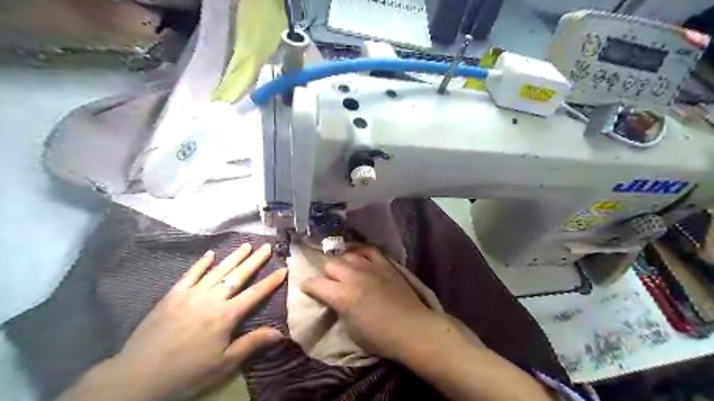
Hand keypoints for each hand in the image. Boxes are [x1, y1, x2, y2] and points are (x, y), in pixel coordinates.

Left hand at [108, 243, 285, 398]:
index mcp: (226, 315)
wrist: (137, 377)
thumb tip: (280, 333)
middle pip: (238, 275)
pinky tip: (211, 254)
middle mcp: (211, 299)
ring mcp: (190, 294)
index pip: (255, 294)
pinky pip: (190, 274)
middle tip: (267, 246)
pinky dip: (201, 263)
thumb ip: (252, 343)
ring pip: (217, 270)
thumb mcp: (224, 363)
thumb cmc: (187, 372)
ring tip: (246, 245)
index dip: (271, 281)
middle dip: (255, 260)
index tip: (284, 269)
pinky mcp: (172, 295)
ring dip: (234, 256)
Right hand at [301, 244, 444, 359]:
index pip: (315, 284)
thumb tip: (335, 298)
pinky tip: (357, 254)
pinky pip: (368, 249)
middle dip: (326, 274)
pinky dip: (359, 250)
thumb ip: (339, 308)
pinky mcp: (384, 263)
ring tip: (344, 269)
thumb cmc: (379, 336)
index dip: (307, 286)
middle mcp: (352, 276)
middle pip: (330, 264)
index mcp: (341, 295)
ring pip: (347, 255)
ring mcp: (369, 267)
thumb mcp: (350, 329)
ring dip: (342, 262)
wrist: (411, 328)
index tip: (307, 289)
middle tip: (330, 282)